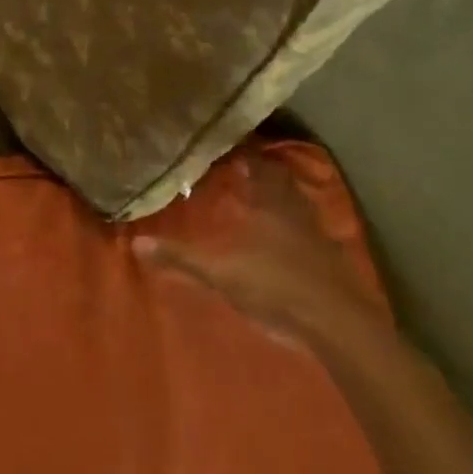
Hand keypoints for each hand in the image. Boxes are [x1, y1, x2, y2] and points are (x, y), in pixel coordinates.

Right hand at [133, 155, 386, 352]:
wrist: (336, 323)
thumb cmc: (275, 286)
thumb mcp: (220, 273)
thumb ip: (181, 258)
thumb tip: (136, 241)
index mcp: (268, 201)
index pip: (256, 166)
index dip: (244, 156)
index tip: (229, 150)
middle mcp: (293, 208)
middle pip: (279, 180)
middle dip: (263, 173)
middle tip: (243, 171)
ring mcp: (317, 232)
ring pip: (297, 202)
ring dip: (281, 197)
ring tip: (262, 199)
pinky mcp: (331, 259)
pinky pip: (310, 229)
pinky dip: (298, 226)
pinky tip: (288, 238)